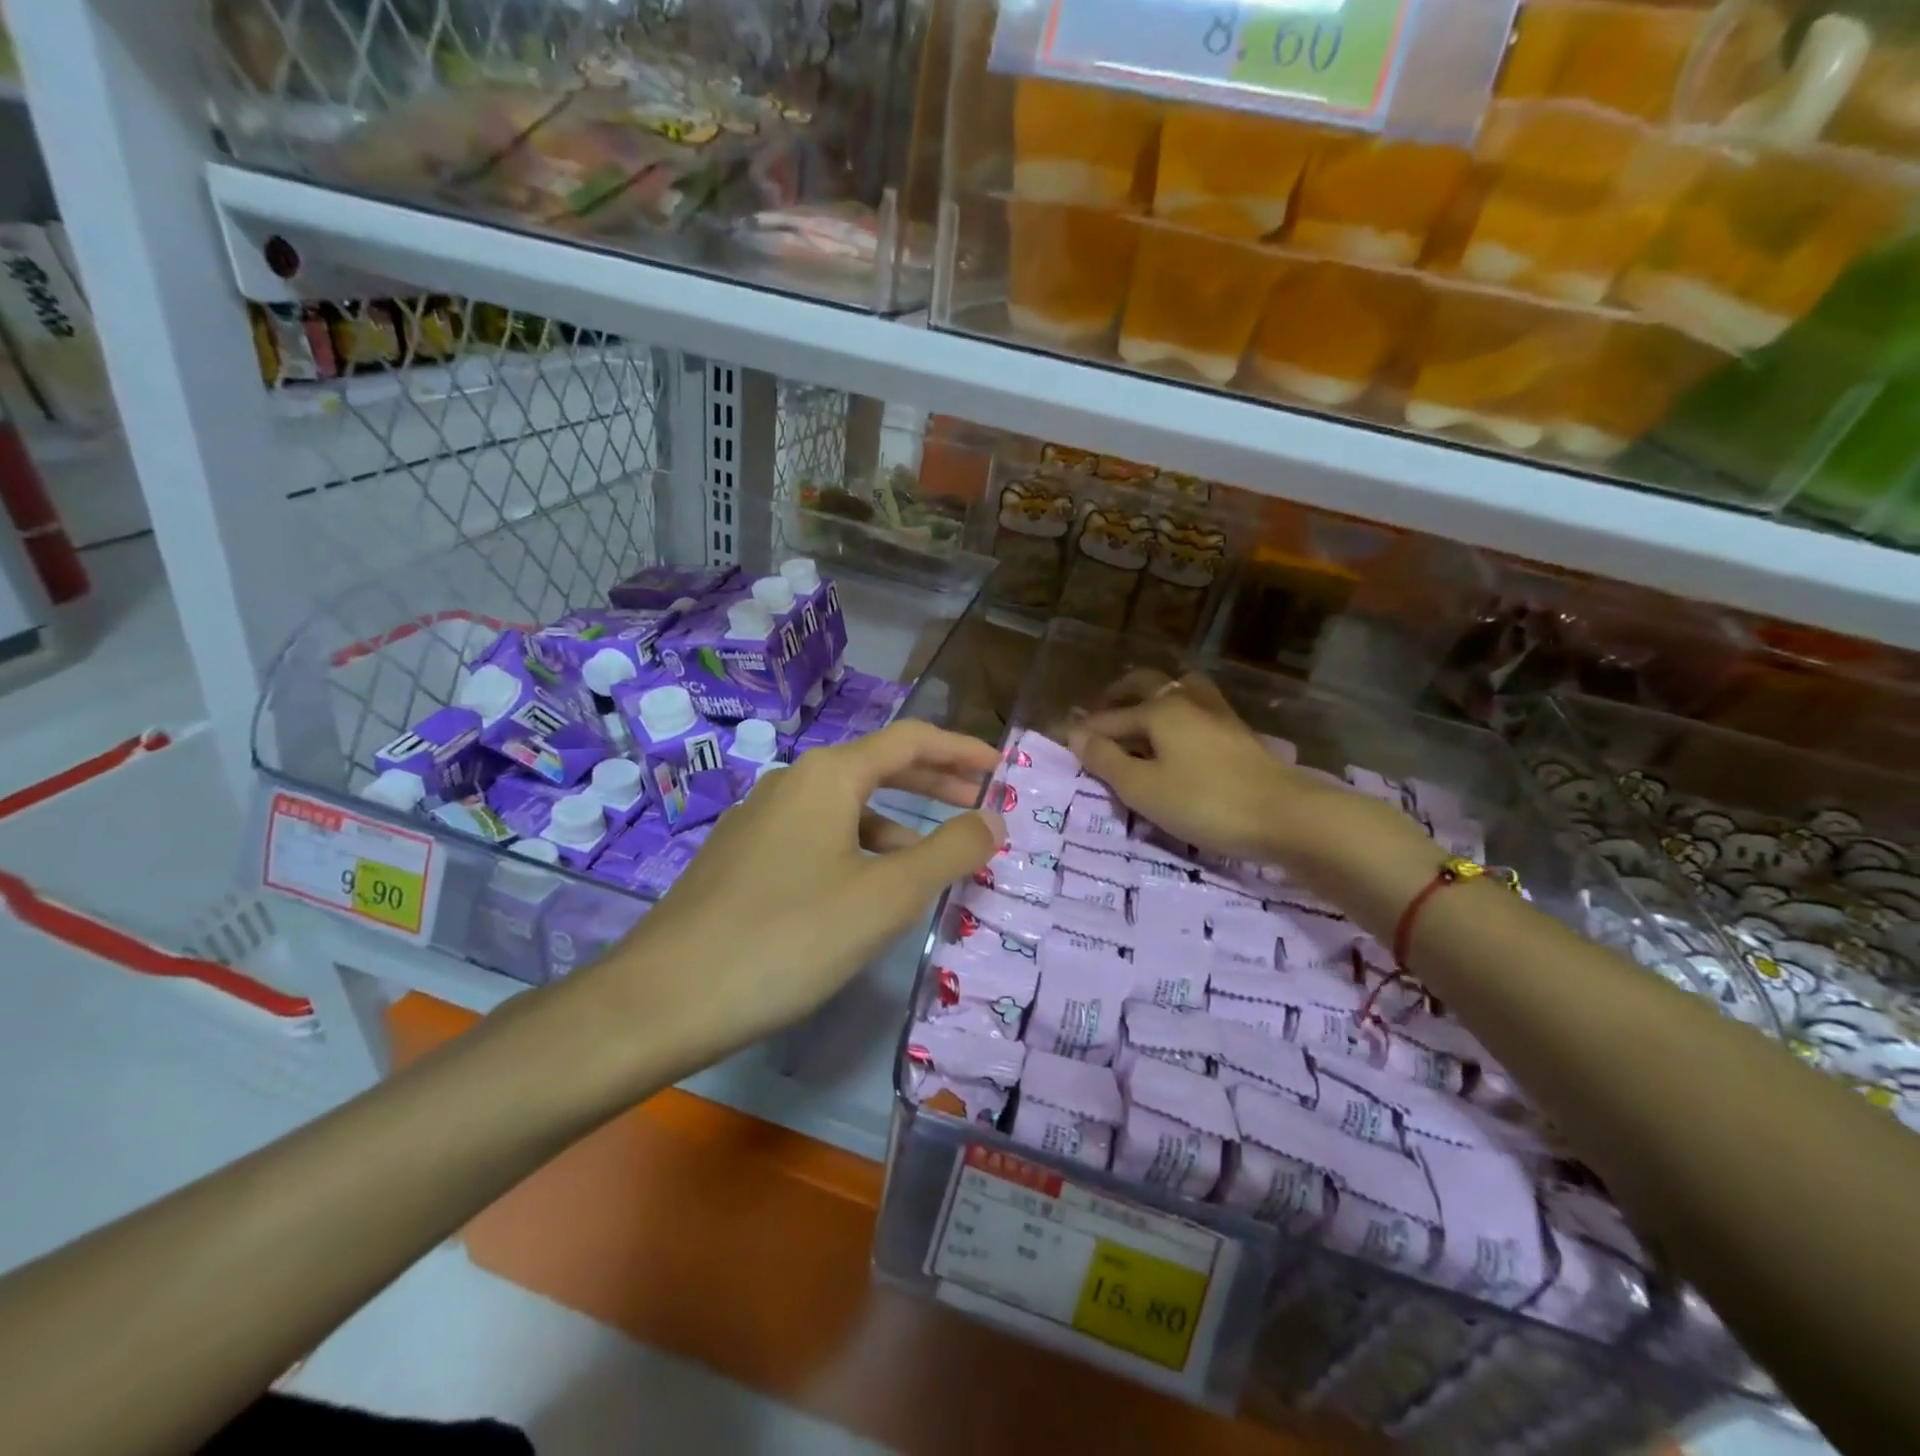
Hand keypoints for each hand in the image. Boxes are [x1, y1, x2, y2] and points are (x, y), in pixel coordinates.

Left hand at [588, 720, 1002, 1073]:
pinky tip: (865, 893)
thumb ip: (949, 852)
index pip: (910, 740)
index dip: (961, 749)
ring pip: (846, 808)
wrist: (664, 998)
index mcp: (828, 775)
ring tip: (931, 862)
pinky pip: (817, 837)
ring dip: (896, 825)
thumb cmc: (789, 937)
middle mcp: (792, 782)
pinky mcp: (741, 858)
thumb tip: (993, 819)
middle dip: (933, 782)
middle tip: (979, 802)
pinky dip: (857, 850)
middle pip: (877, 767)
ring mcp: (759, 819)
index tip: (1001, 767)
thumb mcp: (886, 897)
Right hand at [1067, 671, 1399, 866]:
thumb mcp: (1143, 788)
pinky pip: (1197, 709)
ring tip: (1139, 720)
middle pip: (1145, 686)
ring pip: (1177, 691)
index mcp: (1159, 710)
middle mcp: (1186, 700)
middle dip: (1116, 698)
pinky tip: (1177, 739)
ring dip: (1152, 699)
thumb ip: (1106, 760)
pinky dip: (1176, 715)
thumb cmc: (1204, 802)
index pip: (1109, 718)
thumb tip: (1076, 734)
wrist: (1286, 816)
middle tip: (1098, 718)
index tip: (1062, 740)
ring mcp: (1217, 713)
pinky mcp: (1238, 733)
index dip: (1084, 731)